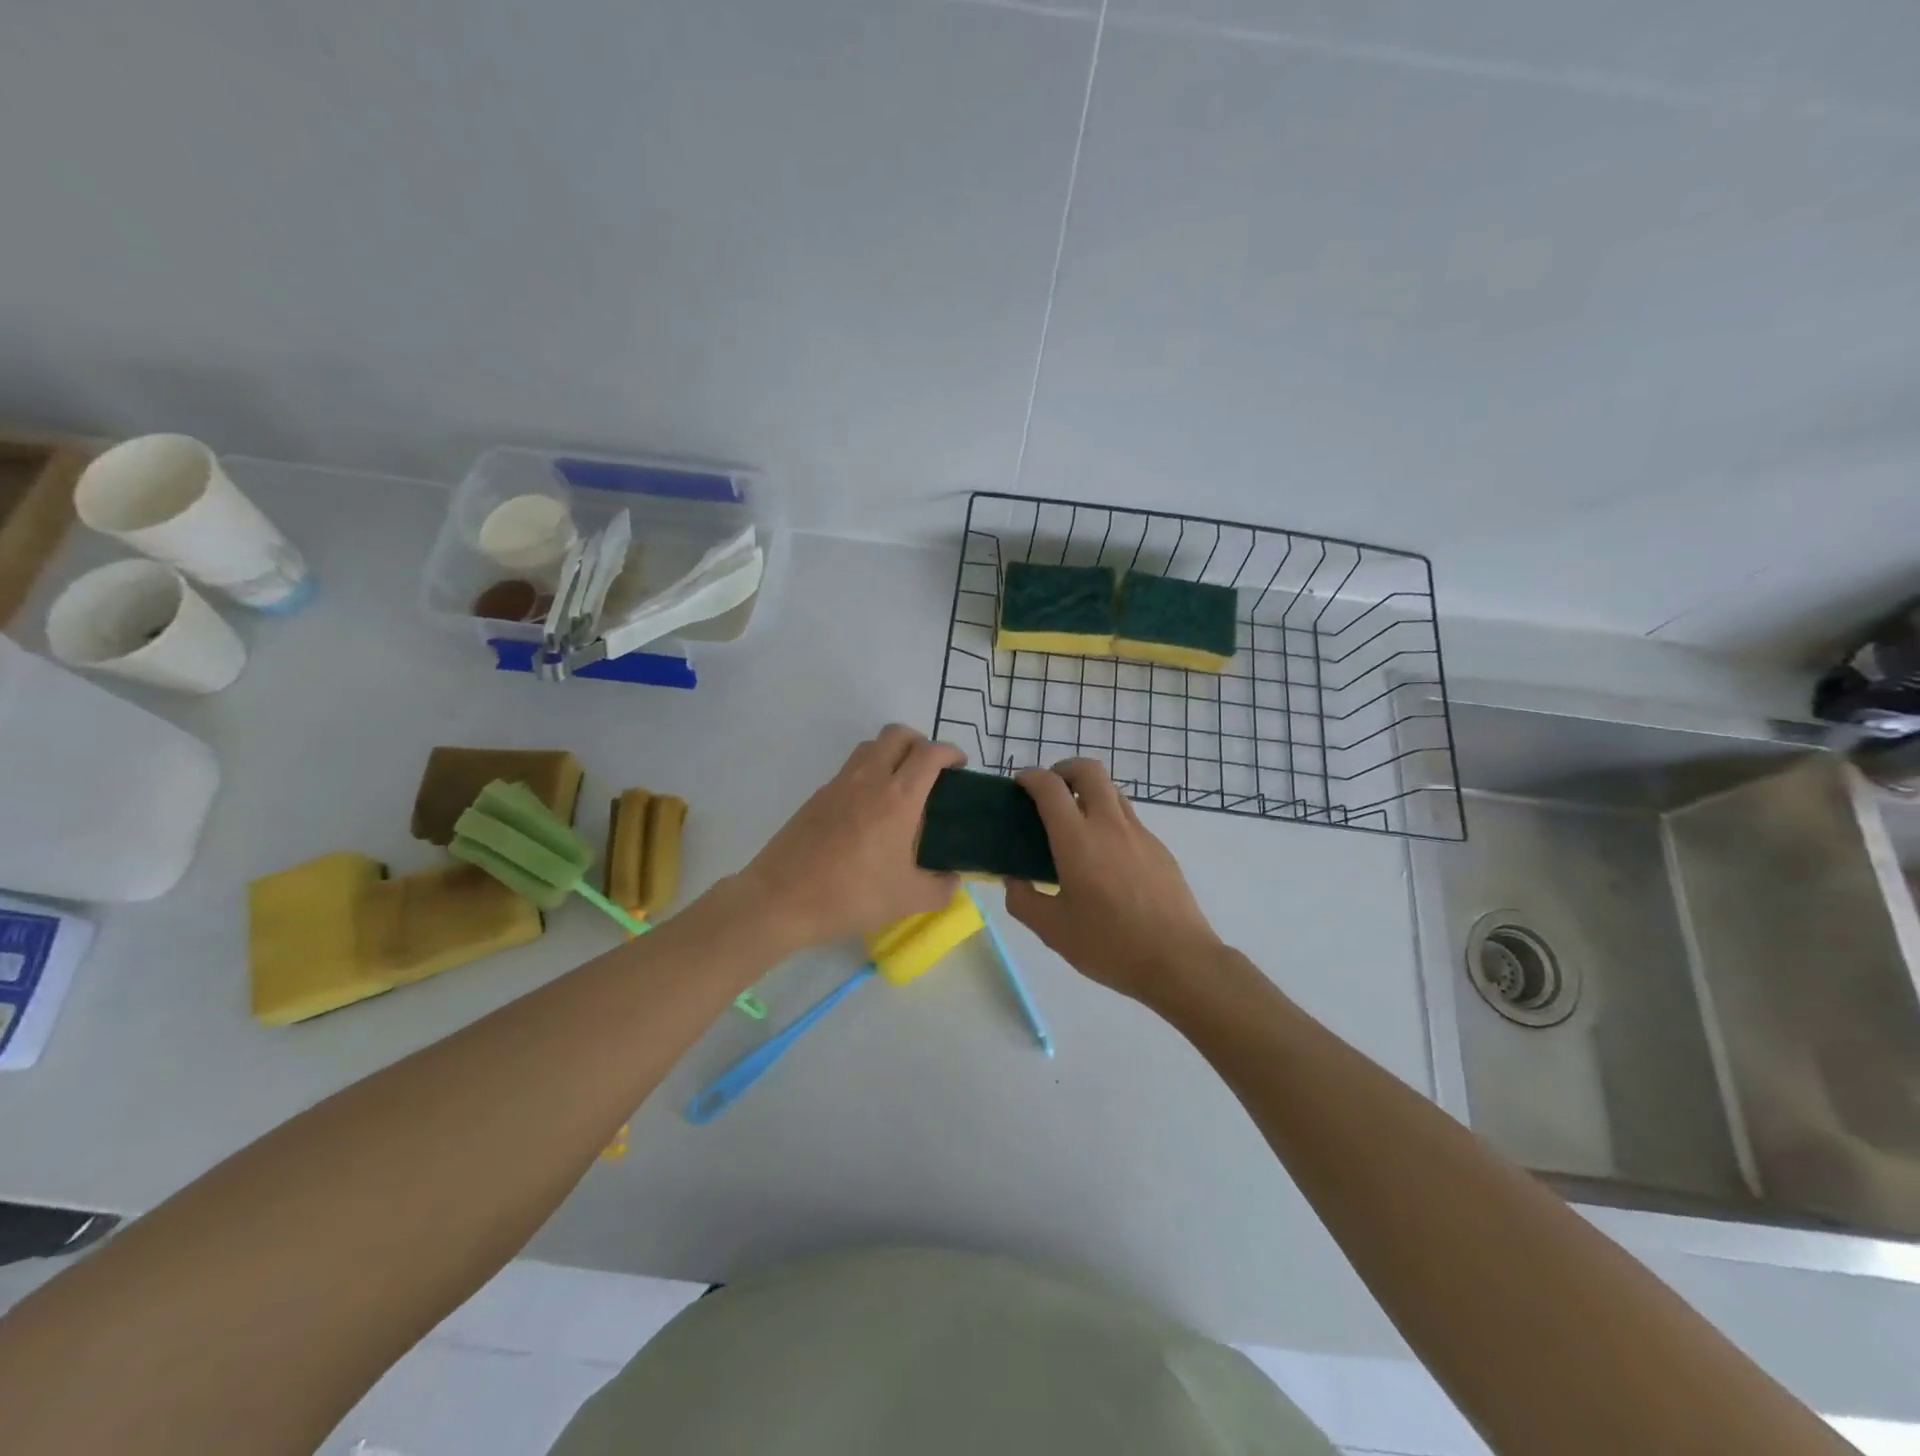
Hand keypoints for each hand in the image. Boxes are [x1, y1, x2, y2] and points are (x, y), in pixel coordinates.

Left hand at [738, 725, 963, 950]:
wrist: (782, 899)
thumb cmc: (852, 894)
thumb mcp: (908, 899)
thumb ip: (941, 888)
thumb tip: (953, 880)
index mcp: (899, 797)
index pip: (930, 753)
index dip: (951, 752)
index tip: (960, 766)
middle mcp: (869, 779)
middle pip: (897, 734)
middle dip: (920, 743)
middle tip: (930, 771)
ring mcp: (839, 784)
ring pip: (870, 746)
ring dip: (891, 753)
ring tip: (900, 786)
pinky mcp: (817, 796)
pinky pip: (849, 770)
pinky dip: (867, 774)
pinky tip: (868, 812)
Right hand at [1004, 759, 1223, 1004]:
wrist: (1179, 961)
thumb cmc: (1109, 945)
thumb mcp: (1053, 930)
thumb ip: (1023, 900)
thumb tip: (1013, 880)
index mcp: (1077, 841)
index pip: (1050, 787)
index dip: (1031, 777)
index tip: (1020, 785)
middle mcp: (1109, 825)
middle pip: (1089, 770)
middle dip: (1064, 769)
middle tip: (1050, 791)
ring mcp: (1140, 834)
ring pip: (1113, 791)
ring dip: (1089, 793)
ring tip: (1075, 823)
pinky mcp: (1160, 849)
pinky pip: (1129, 820)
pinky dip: (1110, 820)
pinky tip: (1105, 859)